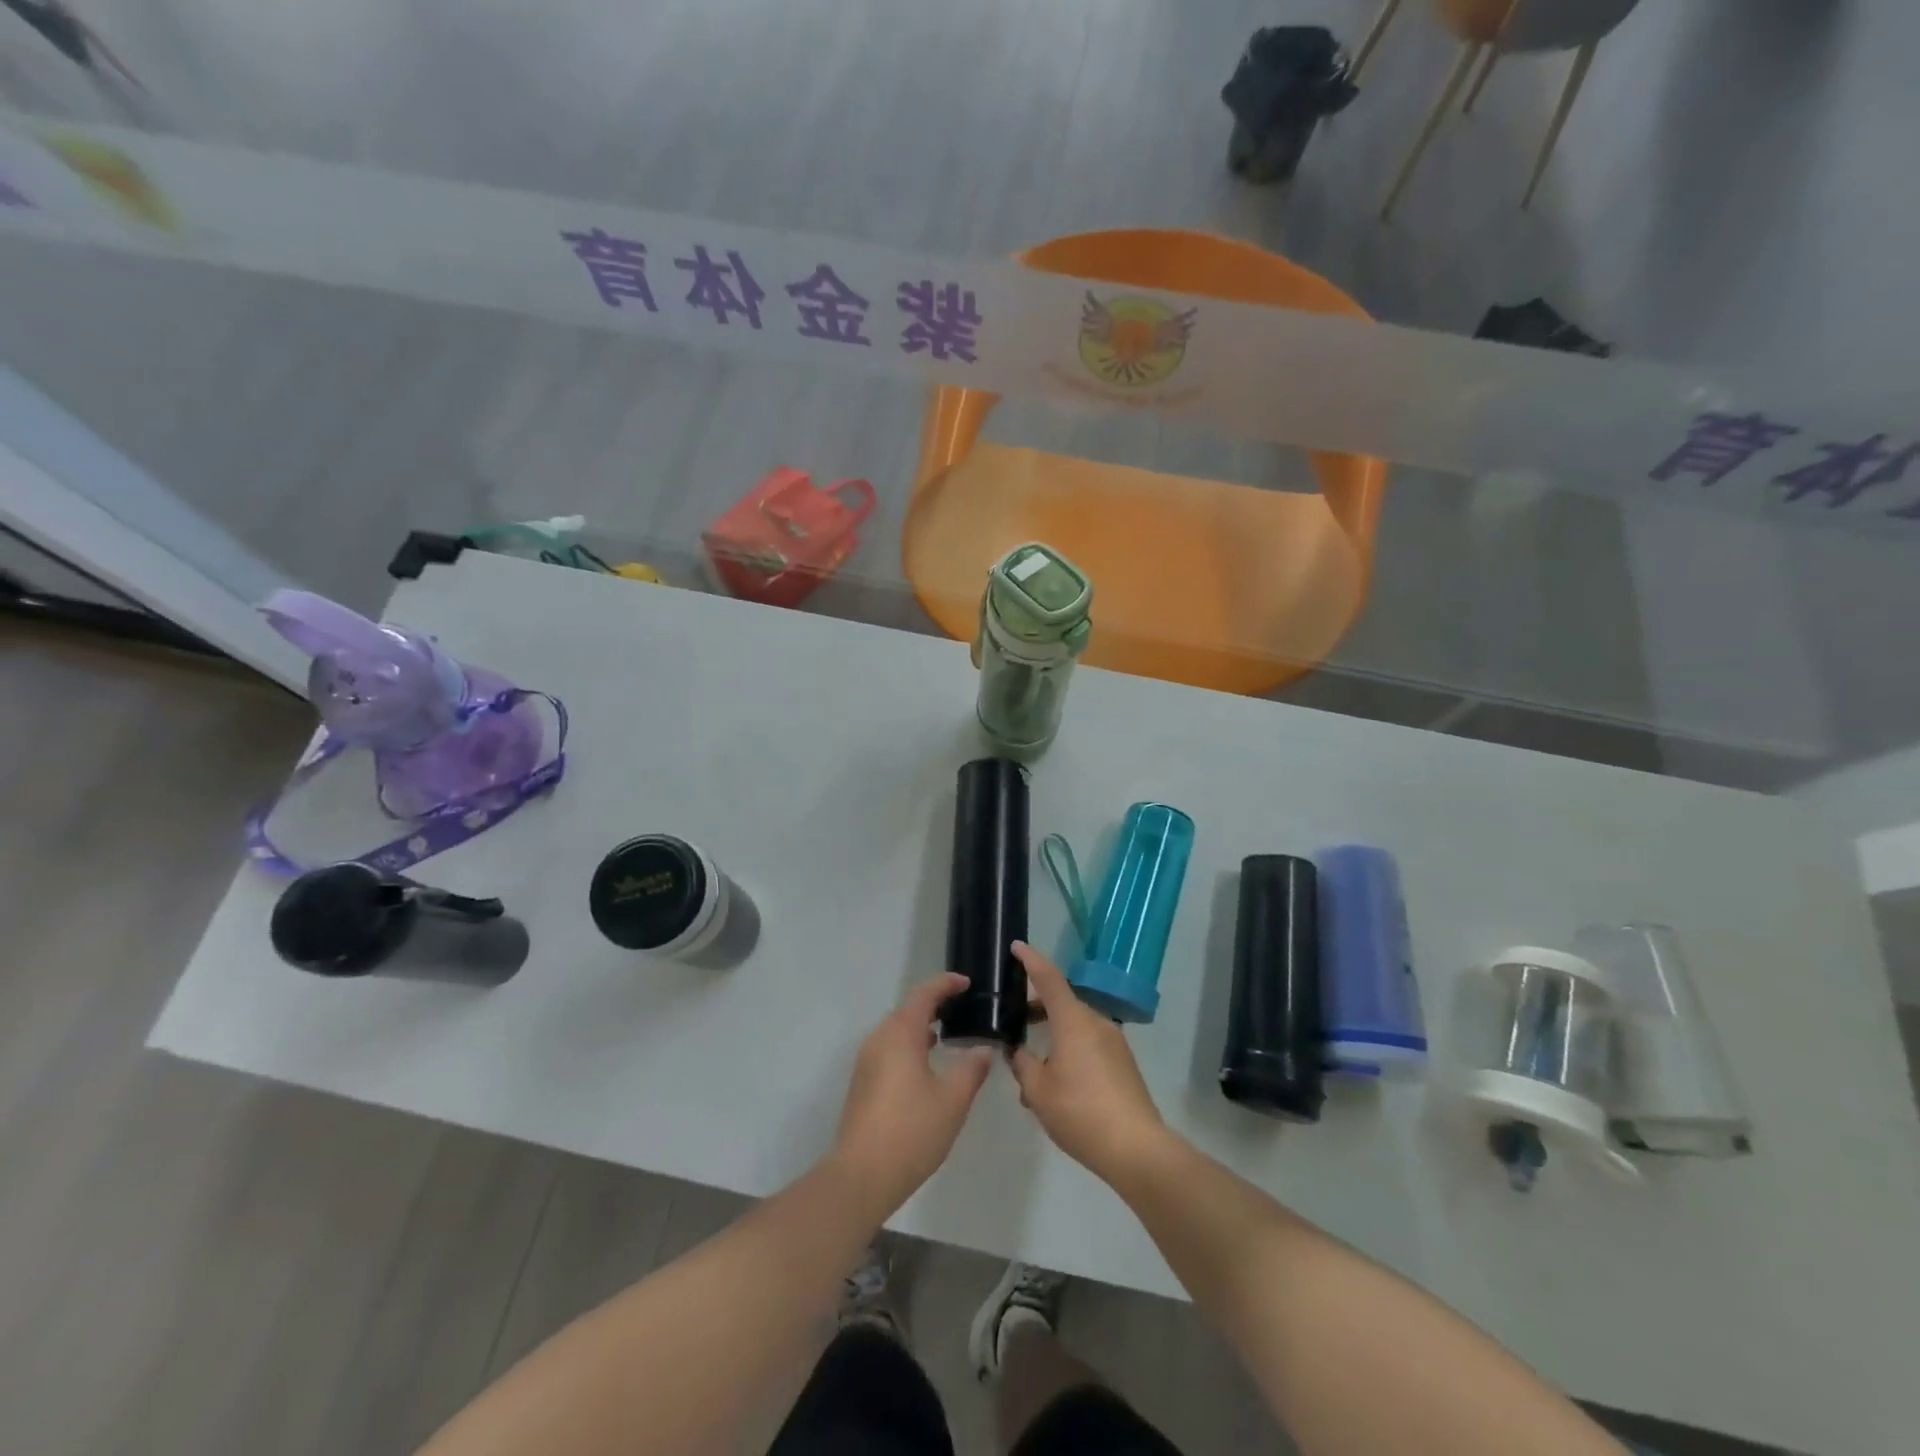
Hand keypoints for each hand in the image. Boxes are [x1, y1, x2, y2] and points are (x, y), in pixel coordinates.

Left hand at [831, 973, 994, 1218]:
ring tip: (947, 1034)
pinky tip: (925, 1064)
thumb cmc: (912, 1131)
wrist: (862, 1175)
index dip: (945, 984)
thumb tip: (983, 1049)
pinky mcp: (862, 1082)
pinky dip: (909, 1044)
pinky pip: (889, 1048)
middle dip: (934, 1004)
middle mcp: (879, 1038)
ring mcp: (867, 1060)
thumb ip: (971, 1069)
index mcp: (901, 1033)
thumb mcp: (953, 1100)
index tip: (966, 983)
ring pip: (896, 1030)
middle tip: (961, 1008)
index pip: (924, 994)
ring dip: (920, 1025)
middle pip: (907, 1009)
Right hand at [1009, 942, 1168, 1184]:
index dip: (1031, 960)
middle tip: (1015, 1019)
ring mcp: (1114, 1042)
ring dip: (1054, 1034)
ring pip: (1076, 1026)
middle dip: (1038, 1007)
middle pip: (1063, 1002)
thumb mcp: (1038, 1091)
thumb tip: (1017, 1051)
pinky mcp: (1123, 1063)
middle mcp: (1096, 1022)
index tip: (1016, 946)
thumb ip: (1022, 1064)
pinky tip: (1058, 1081)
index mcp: (1074, 1021)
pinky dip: (1070, 1049)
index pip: (1049, 978)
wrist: (1137, 1149)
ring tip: (1032, 1064)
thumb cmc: (1081, 1113)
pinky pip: (1090, 1043)